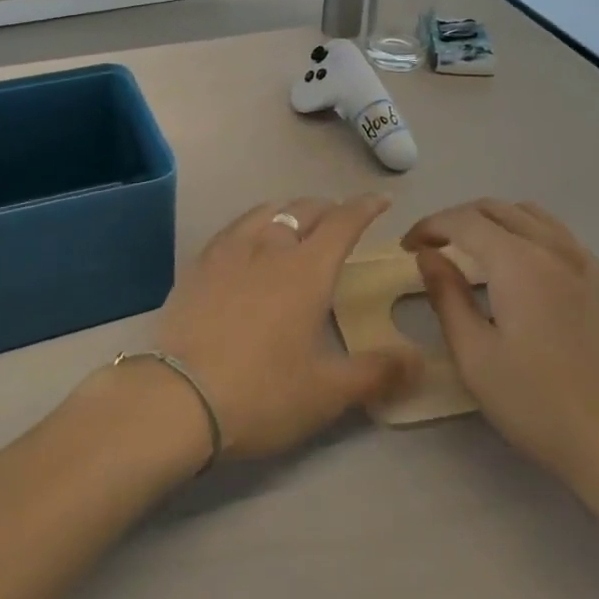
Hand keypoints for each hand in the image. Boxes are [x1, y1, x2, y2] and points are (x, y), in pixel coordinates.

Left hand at [155, 197, 419, 459]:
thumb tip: (420, 362)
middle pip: (304, 210)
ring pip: (266, 211)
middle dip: (328, 208)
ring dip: (289, 211)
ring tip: (296, 223)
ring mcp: (229, 251)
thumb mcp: (327, 392)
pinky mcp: (199, 264)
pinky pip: (234, 228)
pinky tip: (249, 243)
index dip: (365, 208)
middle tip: (340, 220)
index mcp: (307, 270)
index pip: (343, 223)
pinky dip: (254, 224)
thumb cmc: (261, 393)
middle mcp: (270, 247)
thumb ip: (376, 373)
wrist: (178, 398)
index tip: (380, 200)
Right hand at [404, 200, 598, 505]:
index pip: (463, 221)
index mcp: (518, 263)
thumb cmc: (535, 404)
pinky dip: (527, 232)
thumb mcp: (473, 355)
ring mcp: (585, 262)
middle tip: (433, 247)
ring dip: (493, 220)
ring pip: (530, 214)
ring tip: (472, 249)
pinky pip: (559, 234)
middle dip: (457, 219)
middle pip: (496, 209)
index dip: (430, 226)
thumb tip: (427, 255)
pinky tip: (520, 267)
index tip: (408, 247)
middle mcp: (553, 248)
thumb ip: (446, 295)